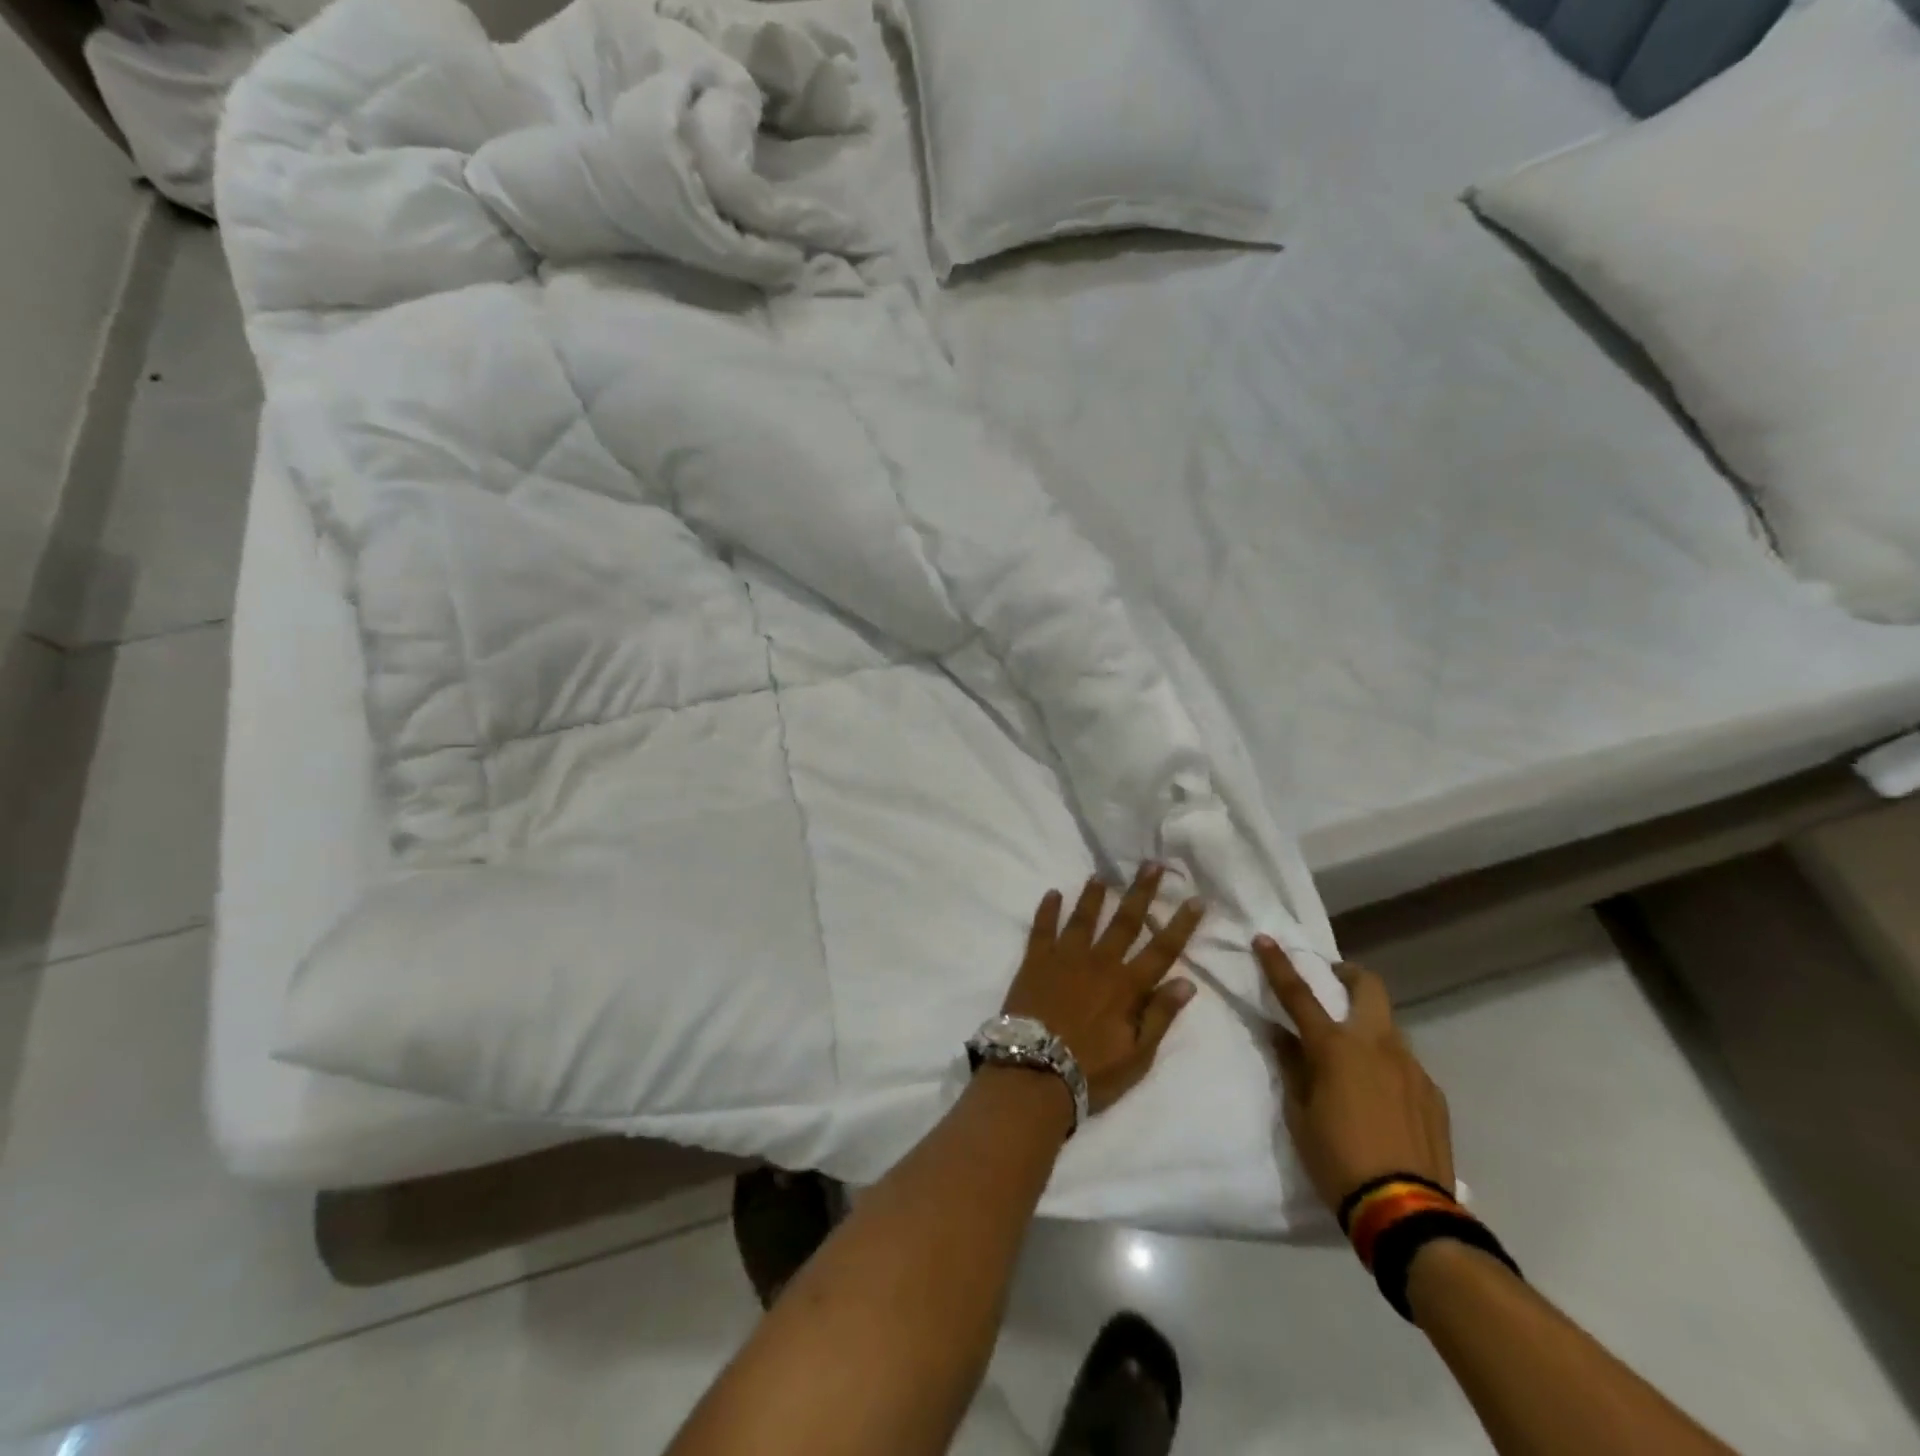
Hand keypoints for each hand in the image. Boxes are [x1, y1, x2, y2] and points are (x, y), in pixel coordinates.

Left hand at [1002, 865, 1201, 1114]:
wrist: (1034, 1072)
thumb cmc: (1091, 1071)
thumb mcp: (1137, 1054)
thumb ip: (1160, 1015)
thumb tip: (1188, 982)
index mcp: (1127, 986)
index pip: (1162, 949)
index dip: (1181, 924)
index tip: (1196, 898)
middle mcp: (1099, 963)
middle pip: (1125, 921)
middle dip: (1141, 892)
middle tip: (1152, 864)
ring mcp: (1065, 958)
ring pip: (1084, 918)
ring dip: (1094, 895)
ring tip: (1101, 874)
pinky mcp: (1035, 961)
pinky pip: (1042, 928)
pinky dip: (1048, 909)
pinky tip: (1053, 893)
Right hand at [1255, 936, 1453, 1212]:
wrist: (1406, 1212)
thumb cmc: (1337, 1158)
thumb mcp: (1299, 1113)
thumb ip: (1292, 1066)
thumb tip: (1281, 1034)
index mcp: (1335, 1047)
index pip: (1299, 994)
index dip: (1279, 964)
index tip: (1265, 940)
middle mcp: (1377, 1045)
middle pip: (1368, 987)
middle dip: (1348, 975)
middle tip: (1331, 985)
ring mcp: (1412, 1068)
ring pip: (1389, 1027)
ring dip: (1368, 1026)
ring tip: (1354, 1058)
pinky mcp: (1433, 1094)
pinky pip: (1406, 1064)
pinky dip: (1387, 1065)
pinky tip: (1380, 1098)